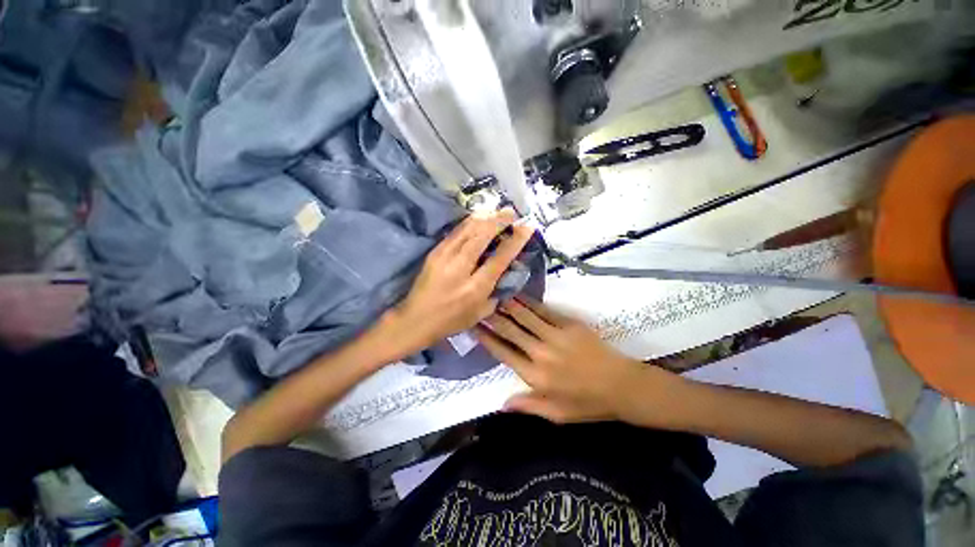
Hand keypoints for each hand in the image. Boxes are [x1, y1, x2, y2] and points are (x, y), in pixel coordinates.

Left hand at [385, 208, 534, 357]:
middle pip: (482, 236)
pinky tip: (477, 218)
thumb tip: (507, 272)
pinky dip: (469, 222)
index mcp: (476, 287)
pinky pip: (455, 232)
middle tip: (511, 212)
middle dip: (499, 220)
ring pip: (468, 230)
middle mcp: (461, 268)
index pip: (500, 258)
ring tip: (496, 211)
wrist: (416, 319)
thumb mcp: (481, 313)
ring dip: (484, 217)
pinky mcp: (435, 252)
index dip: (515, 240)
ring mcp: (445, 257)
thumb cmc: (451, 320)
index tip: (527, 226)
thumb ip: (496, 292)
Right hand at [475, 298, 676, 423]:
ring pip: (525, 316)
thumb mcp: (557, 415)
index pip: (503, 353)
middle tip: (479, 305)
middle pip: (510, 330)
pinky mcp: (569, 324)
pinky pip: (544, 311)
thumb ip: (528, 406)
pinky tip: (519, 296)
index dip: (486, 338)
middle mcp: (541, 353)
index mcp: (535, 376)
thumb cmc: (588, 404)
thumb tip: (501, 404)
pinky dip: (529, 303)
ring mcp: (555, 336)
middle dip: (492, 317)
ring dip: (508, 305)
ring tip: (494, 295)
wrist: (622, 386)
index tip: (474, 327)